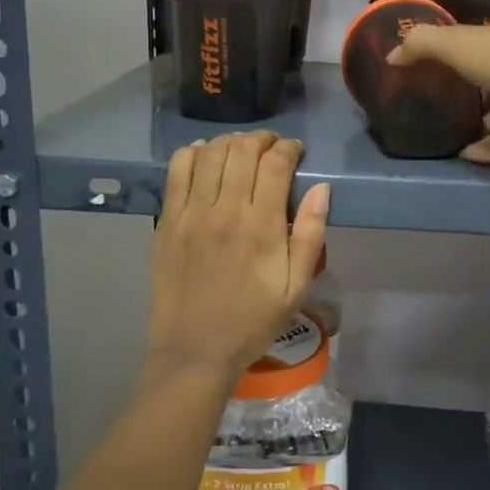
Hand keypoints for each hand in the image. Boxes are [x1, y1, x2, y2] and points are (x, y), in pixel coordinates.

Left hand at [145, 132, 330, 380]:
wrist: (195, 350)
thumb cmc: (253, 321)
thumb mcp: (296, 287)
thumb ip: (310, 235)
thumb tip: (321, 189)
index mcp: (261, 226)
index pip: (275, 164)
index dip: (288, 148)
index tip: (296, 151)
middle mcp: (225, 210)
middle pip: (242, 150)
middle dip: (261, 139)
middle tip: (271, 147)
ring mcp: (192, 213)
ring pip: (210, 154)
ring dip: (230, 142)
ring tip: (241, 149)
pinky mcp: (168, 221)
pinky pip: (177, 171)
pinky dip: (192, 153)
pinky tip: (205, 155)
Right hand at [388, 25, 489, 171]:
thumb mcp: (453, 42)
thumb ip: (420, 45)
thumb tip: (391, 56)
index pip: (483, 49)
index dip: (462, 57)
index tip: (437, 71)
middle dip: (475, 98)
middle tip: (444, 110)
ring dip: (482, 127)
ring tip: (454, 136)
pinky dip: (489, 150)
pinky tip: (467, 155)